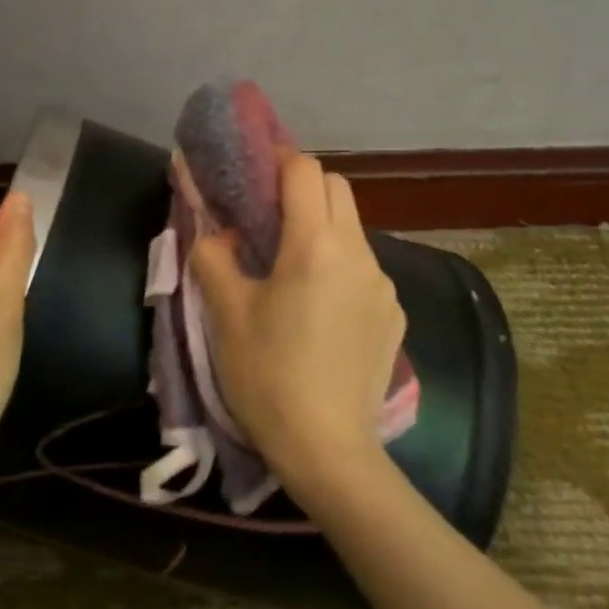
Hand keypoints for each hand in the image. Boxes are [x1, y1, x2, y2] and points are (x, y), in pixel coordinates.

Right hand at [190, 150, 405, 490]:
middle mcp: (359, 253)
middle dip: (303, 187)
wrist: (328, 449)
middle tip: (268, 215)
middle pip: (337, 189)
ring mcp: (384, 284)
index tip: (254, 172)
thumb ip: (214, 256)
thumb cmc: (268, 376)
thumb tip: (217, 231)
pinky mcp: (394, 313)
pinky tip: (320, 310)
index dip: (278, 159)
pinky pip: (365, 269)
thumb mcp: (226, 314)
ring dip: (322, 228)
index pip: (305, 170)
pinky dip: (340, 266)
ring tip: (291, 268)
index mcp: (316, 245)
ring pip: (353, 229)